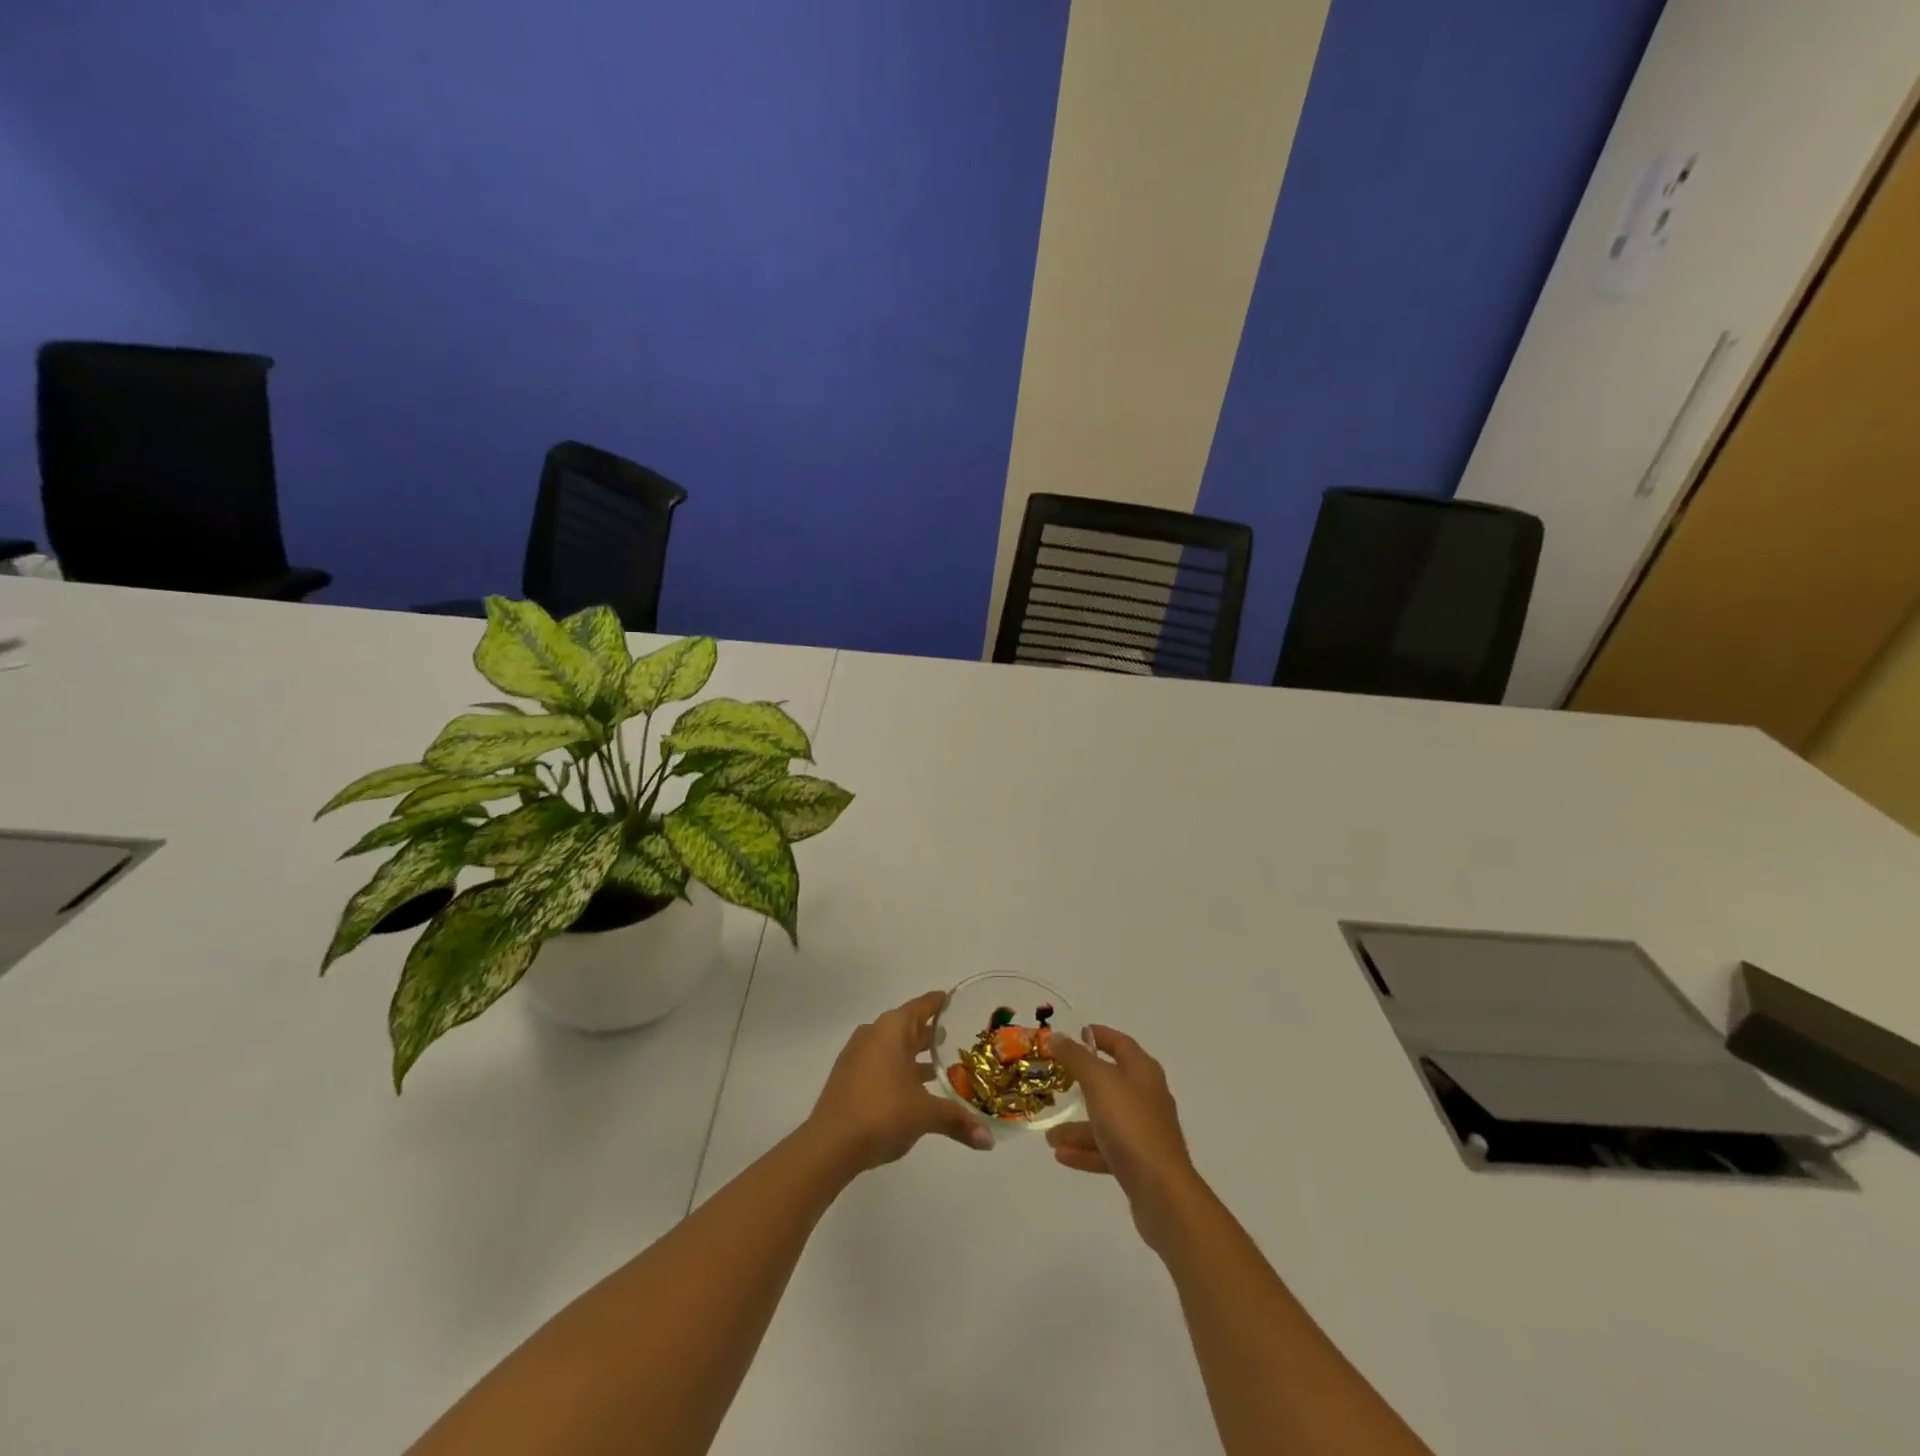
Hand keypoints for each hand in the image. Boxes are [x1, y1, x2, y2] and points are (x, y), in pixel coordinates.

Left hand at [805, 991, 992, 1174]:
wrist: (829, 1145)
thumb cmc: (882, 1113)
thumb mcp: (925, 1115)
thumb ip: (958, 1121)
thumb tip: (989, 1142)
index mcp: (892, 1029)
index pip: (922, 1006)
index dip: (940, 1003)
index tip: (956, 1001)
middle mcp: (873, 1034)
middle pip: (907, 1026)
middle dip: (930, 1034)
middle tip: (957, 1038)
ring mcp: (857, 1055)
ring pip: (893, 1047)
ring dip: (913, 1055)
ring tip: (940, 1068)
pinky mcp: (847, 1077)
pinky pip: (879, 1063)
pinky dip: (897, 1070)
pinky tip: (911, 1090)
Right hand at [1046, 1025, 1200, 1248]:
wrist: (1162, 1192)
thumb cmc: (1130, 1125)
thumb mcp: (1098, 1082)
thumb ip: (1076, 1058)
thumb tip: (1058, 1036)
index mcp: (1143, 1071)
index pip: (1120, 1043)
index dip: (1099, 1036)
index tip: (1076, 1034)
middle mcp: (1147, 1096)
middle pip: (1111, 1082)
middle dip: (1081, 1083)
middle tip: (1056, 1081)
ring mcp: (1145, 1131)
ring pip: (1106, 1120)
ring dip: (1078, 1126)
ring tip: (1050, 1136)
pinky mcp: (1141, 1162)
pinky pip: (1108, 1149)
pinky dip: (1085, 1150)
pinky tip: (1061, 1155)